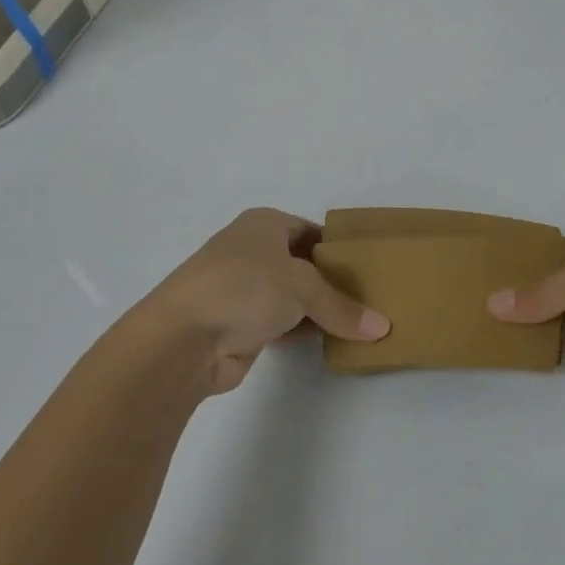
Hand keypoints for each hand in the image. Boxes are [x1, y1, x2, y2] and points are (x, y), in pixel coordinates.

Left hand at [140, 208, 389, 394]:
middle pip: (304, 263)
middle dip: (334, 281)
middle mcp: (253, 251)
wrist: (181, 340)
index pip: (312, 230)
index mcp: (264, 224)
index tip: (371, 267)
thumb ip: (342, 306)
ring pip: (293, 295)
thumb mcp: (303, 287)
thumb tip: (383, 329)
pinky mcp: (240, 325)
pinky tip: (332, 340)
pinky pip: (283, 322)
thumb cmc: (244, 288)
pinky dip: (304, 330)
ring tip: (361, 320)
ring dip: (320, 309)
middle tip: (373, 297)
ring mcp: (244, 289)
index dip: (340, 248)